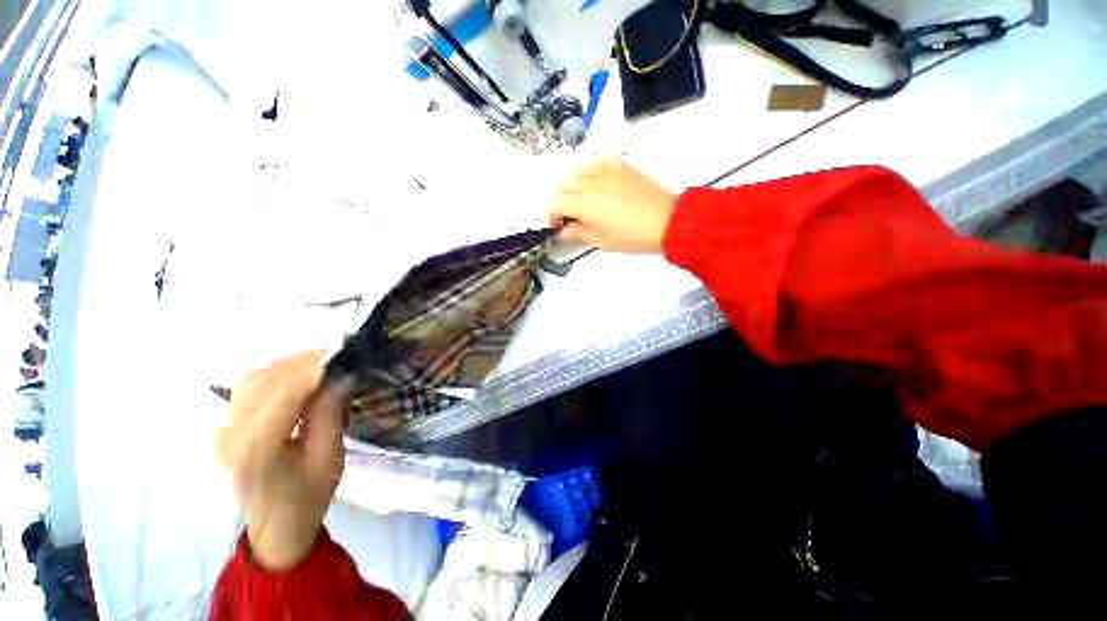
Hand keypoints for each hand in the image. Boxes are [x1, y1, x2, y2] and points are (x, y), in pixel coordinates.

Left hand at [217, 352, 345, 570]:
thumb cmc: (309, 496)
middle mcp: (231, 435)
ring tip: (322, 365)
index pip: (282, 395)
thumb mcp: (329, 458)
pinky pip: (249, 387)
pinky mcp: (226, 425)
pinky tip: (300, 378)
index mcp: (257, 451)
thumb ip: (331, 414)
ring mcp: (223, 429)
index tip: (344, 354)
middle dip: (303, 362)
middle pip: (263, 380)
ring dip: (290, 366)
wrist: (275, 527)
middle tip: (339, 357)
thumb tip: (341, 375)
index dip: (313, 369)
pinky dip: (277, 374)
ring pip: (253, 378)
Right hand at [549, 156, 677, 252]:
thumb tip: (563, 230)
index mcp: (583, 203)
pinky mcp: (619, 163)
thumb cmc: (633, 236)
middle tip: (566, 215)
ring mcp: (604, 168)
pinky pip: (595, 158)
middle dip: (558, 201)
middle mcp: (589, 181)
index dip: (550, 214)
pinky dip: (588, 167)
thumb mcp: (602, 241)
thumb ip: (578, 233)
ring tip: (579, 198)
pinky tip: (593, 178)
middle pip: (561, 184)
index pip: (555, 202)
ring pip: (575, 169)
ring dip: (570, 184)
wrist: (668, 220)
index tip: (555, 225)